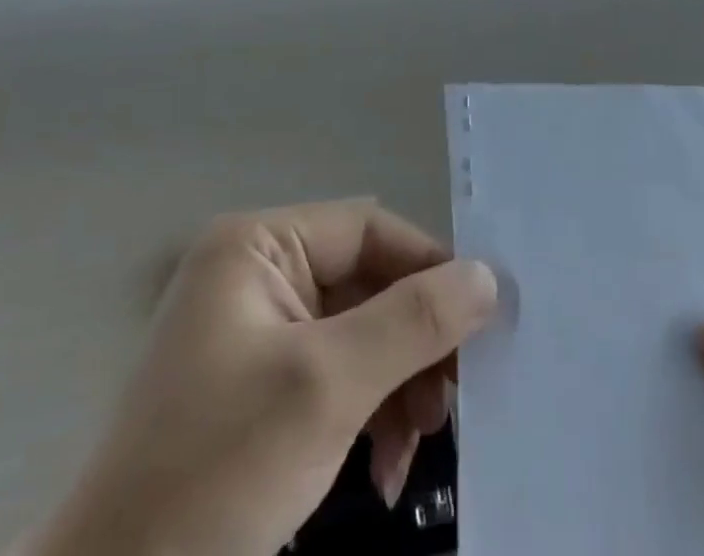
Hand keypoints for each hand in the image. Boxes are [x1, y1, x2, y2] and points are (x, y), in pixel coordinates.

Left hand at [19, 200, 496, 555]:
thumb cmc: (217, 469)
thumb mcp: (326, 388)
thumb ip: (412, 322)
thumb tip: (487, 275)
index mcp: (257, 245)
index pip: (367, 230)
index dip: (428, 267)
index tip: (483, 320)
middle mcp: (256, 272)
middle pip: (366, 284)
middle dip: (413, 343)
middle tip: (452, 401)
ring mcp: (256, 331)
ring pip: (358, 335)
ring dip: (396, 386)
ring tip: (420, 445)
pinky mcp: (259, 387)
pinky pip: (334, 377)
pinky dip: (367, 416)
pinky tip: (384, 472)